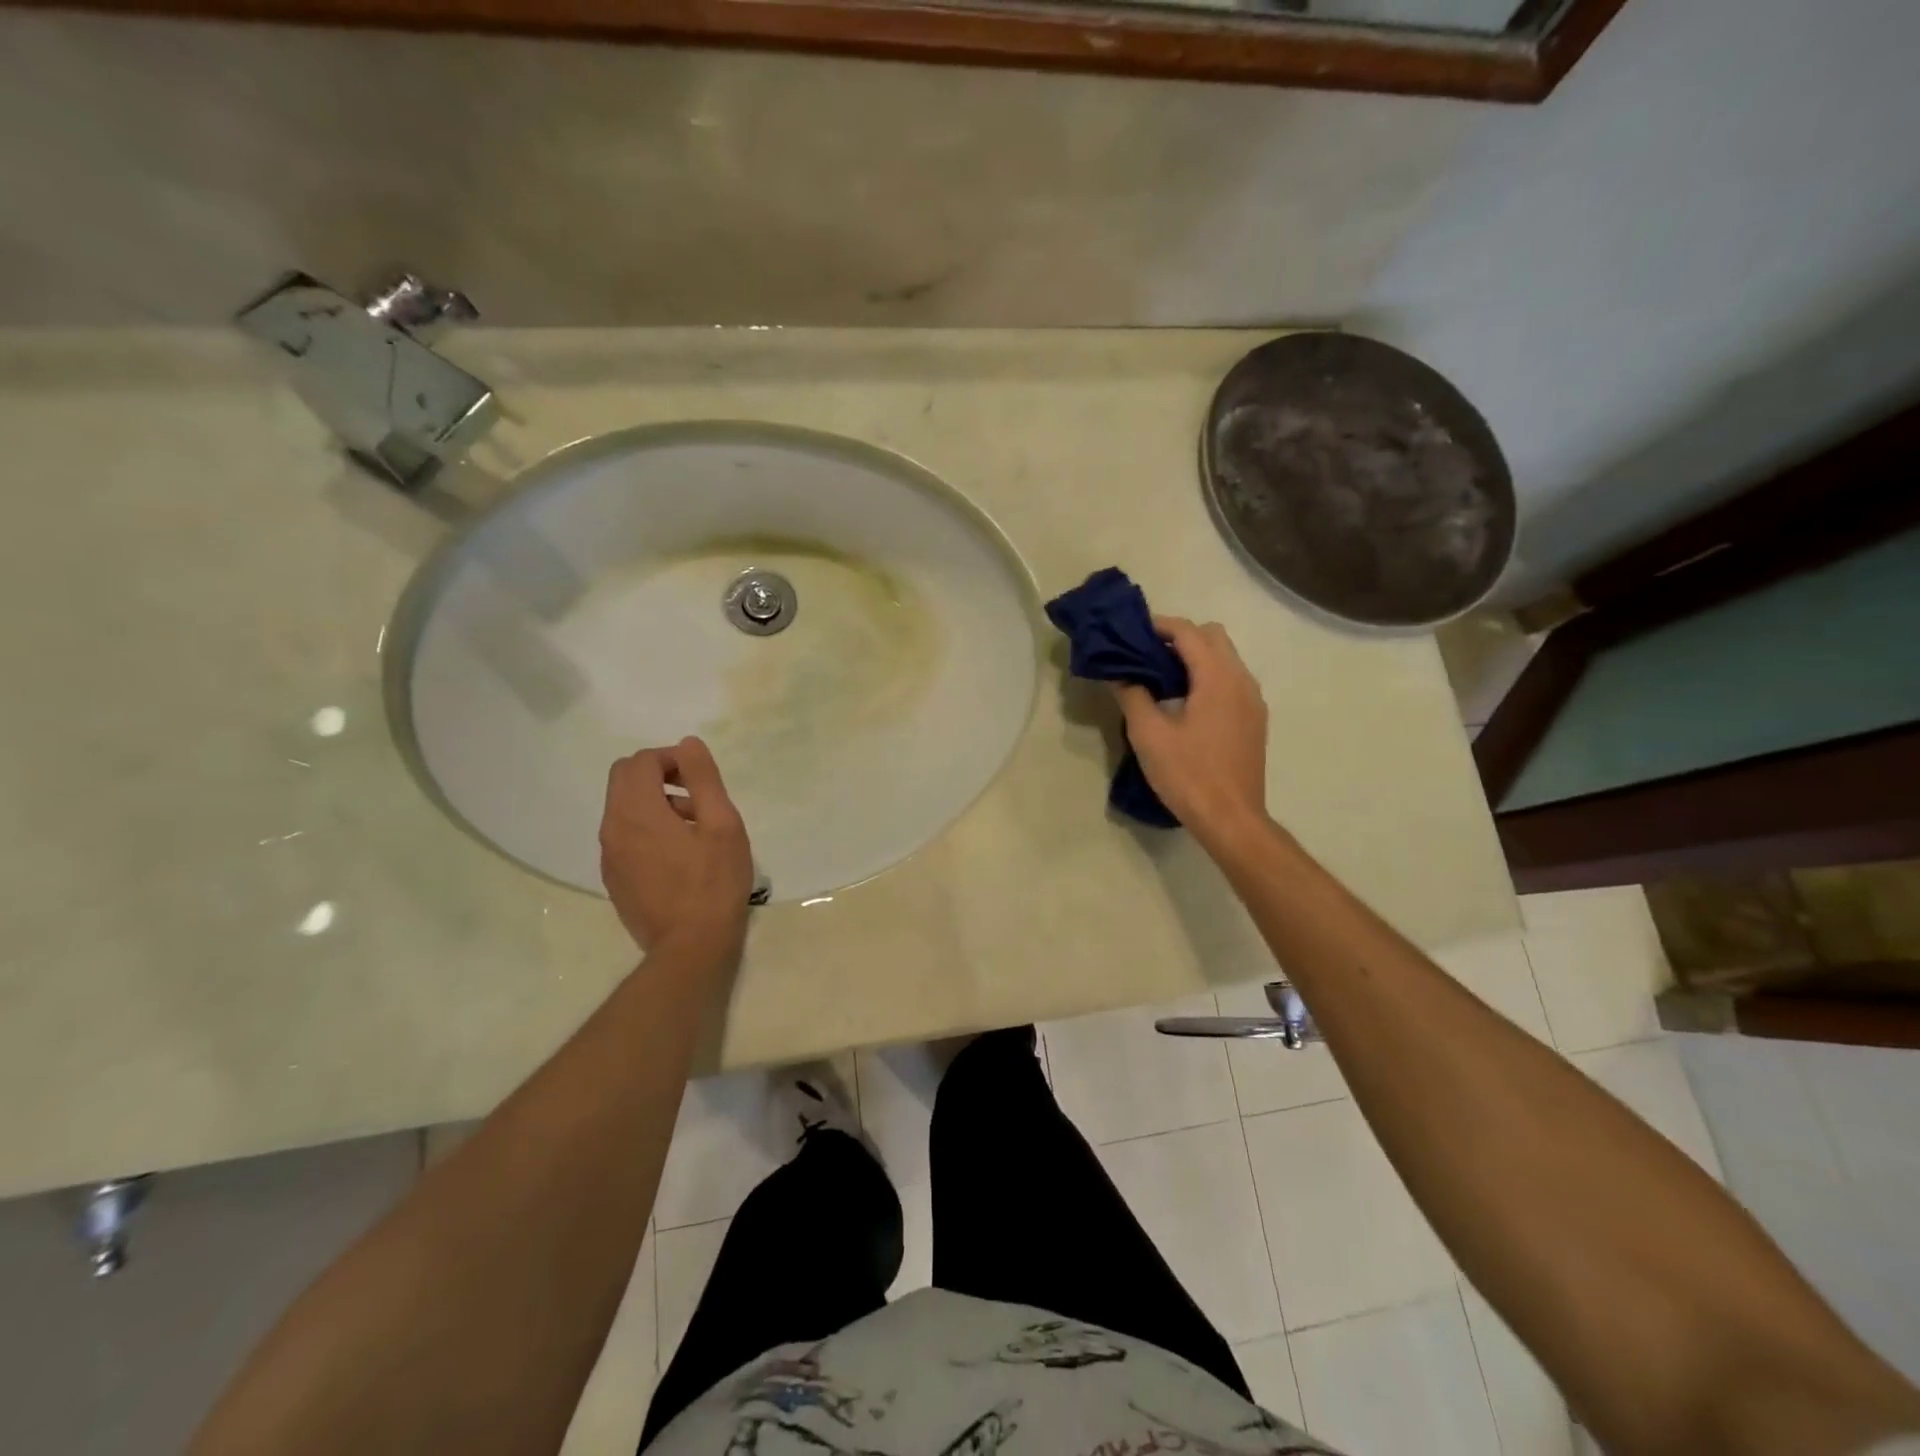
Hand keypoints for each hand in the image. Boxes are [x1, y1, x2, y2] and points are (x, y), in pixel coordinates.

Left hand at [599, 736, 753, 953]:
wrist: (690, 946)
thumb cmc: (714, 882)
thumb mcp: (722, 824)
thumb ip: (703, 779)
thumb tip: (687, 744)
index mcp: (636, 812)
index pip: (640, 762)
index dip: (671, 759)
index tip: (700, 778)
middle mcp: (612, 828)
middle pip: (623, 779)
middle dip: (658, 775)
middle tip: (695, 797)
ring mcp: (608, 856)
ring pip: (622, 808)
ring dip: (654, 803)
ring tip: (694, 828)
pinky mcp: (613, 878)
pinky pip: (623, 836)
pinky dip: (646, 828)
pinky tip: (678, 855)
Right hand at [1113, 616, 1269, 837]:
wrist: (1231, 819)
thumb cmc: (1188, 775)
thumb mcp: (1149, 735)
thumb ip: (1132, 695)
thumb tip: (1119, 673)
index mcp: (1217, 678)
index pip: (1189, 632)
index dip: (1159, 626)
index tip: (1132, 632)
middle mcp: (1242, 680)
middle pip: (1213, 637)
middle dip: (1180, 637)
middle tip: (1147, 655)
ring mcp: (1253, 701)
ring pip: (1225, 658)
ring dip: (1195, 657)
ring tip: (1162, 678)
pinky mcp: (1254, 720)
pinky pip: (1231, 681)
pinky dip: (1208, 676)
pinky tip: (1185, 702)